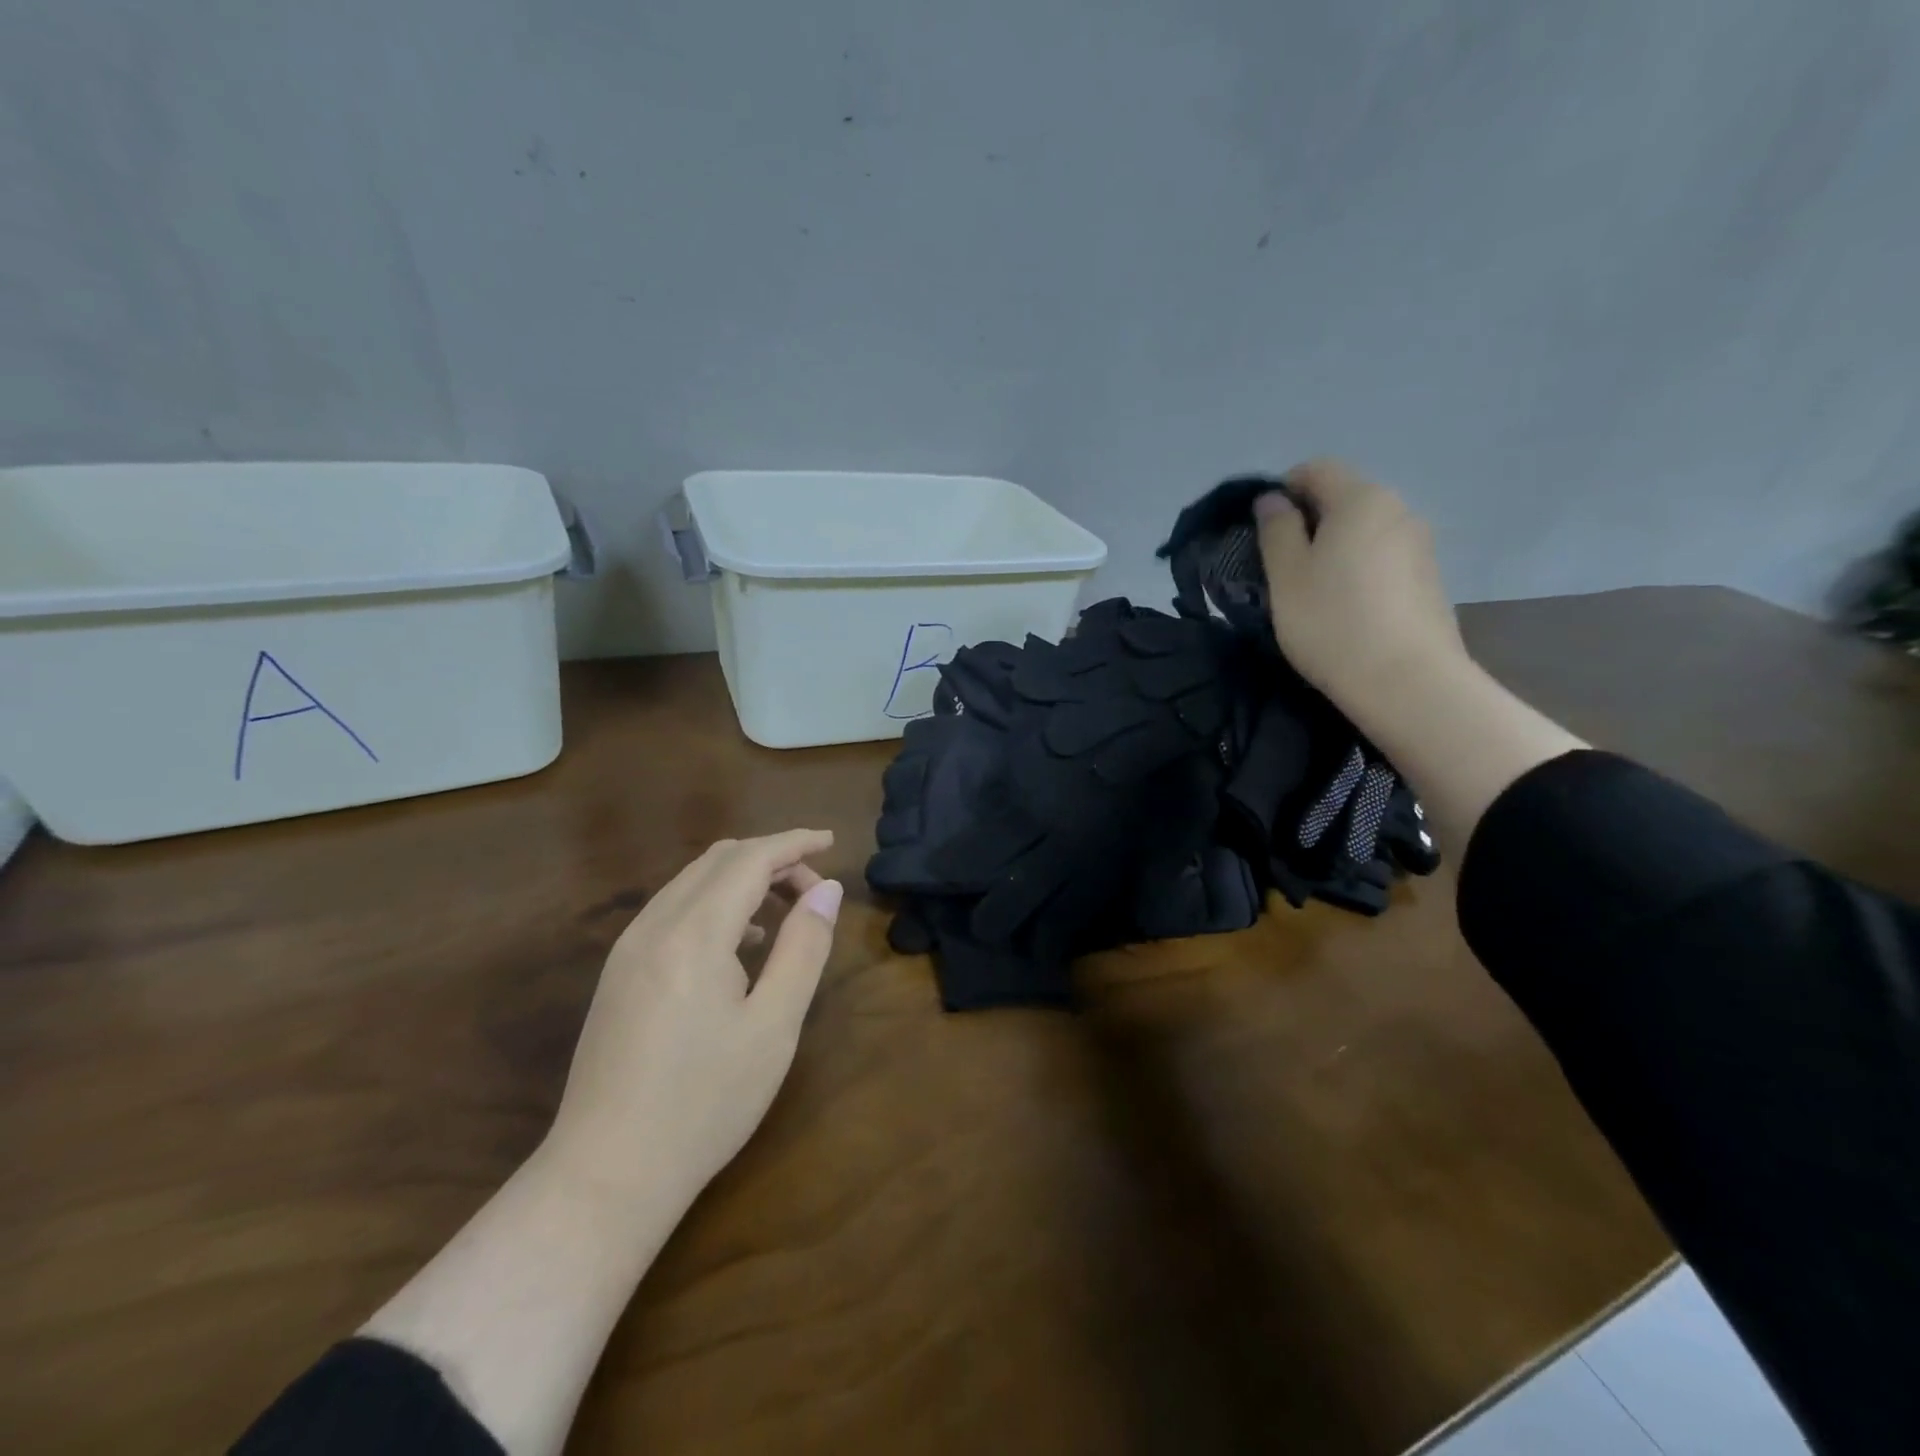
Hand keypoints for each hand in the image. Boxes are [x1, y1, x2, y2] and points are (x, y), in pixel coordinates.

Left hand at [545, 830, 842, 1209]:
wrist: (605, 1175)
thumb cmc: (705, 1102)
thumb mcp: (774, 1026)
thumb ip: (804, 947)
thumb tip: (827, 890)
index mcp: (694, 934)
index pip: (750, 859)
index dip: (794, 842)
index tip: (831, 840)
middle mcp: (654, 926)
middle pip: (718, 860)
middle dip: (772, 858)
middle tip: (815, 889)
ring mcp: (628, 949)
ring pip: (693, 882)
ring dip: (742, 879)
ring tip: (785, 913)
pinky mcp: (618, 973)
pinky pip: (674, 910)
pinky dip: (715, 904)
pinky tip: (740, 945)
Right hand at [1255, 459, 1468, 706]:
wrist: (1406, 681)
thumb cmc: (1331, 622)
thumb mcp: (1286, 576)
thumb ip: (1276, 530)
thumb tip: (1272, 500)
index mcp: (1360, 499)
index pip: (1315, 469)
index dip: (1282, 490)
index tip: (1261, 530)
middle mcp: (1398, 509)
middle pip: (1344, 498)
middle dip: (1308, 521)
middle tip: (1280, 565)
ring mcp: (1421, 544)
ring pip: (1364, 530)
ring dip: (1334, 547)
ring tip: (1312, 591)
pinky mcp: (1430, 577)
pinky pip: (1383, 557)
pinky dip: (1359, 569)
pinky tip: (1346, 608)